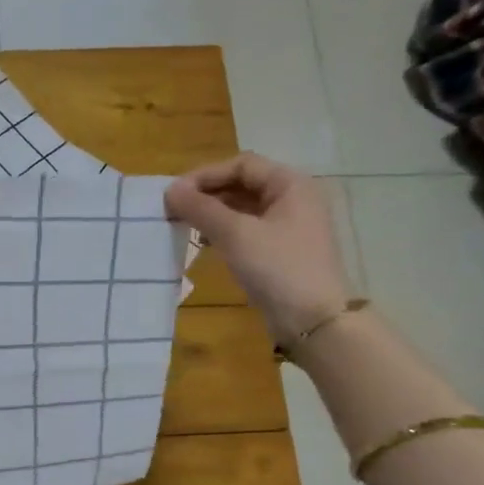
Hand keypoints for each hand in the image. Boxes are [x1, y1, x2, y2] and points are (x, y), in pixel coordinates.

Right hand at [165, 154, 351, 346]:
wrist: (313, 320)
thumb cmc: (278, 268)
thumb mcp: (236, 234)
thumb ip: (201, 209)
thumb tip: (170, 190)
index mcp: (291, 185)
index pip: (242, 165)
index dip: (205, 175)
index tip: (174, 194)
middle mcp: (293, 199)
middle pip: (242, 184)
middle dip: (207, 194)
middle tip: (173, 210)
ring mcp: (288, 226)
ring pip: (243, 208)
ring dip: (212, 213)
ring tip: (183, 226)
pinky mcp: (280, 250)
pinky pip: (247, 229)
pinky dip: (223, 231)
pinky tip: (203, 243)